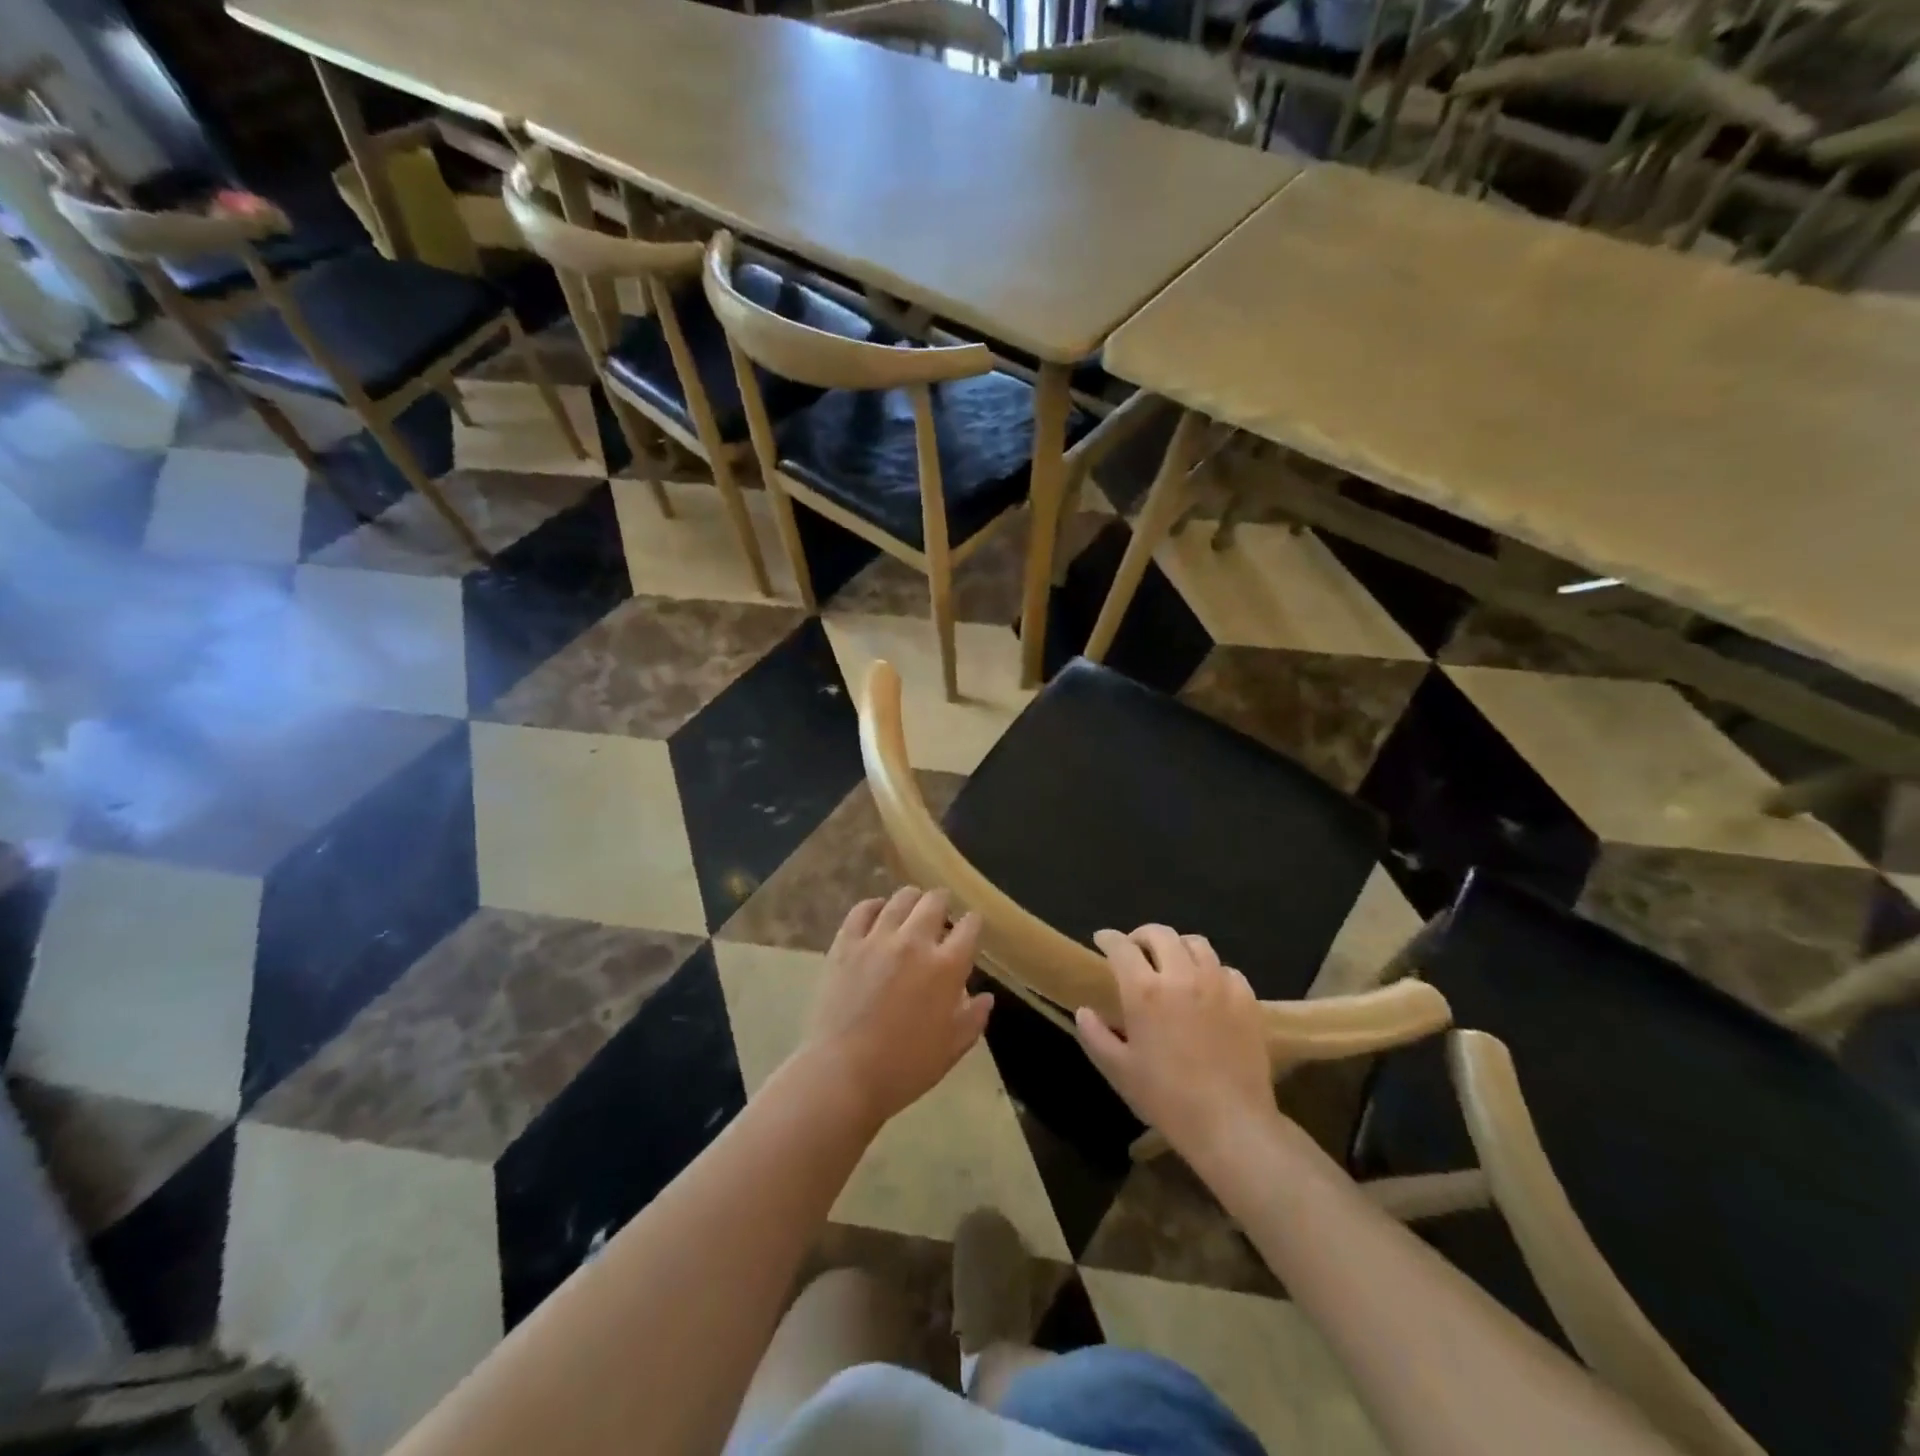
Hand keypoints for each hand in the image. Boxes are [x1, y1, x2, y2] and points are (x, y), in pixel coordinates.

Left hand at [801, 888, 992, 1131]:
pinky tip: (878, 913)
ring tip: (912, 908)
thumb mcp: (951, 1049)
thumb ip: (973, 1018)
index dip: (973, 923)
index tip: (971, 927)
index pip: (969, 927)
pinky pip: (863, 909)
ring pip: (901, 899)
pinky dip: (874, 906)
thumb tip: (985, 996)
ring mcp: (877, 938)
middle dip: (943, 902)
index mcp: (947, 967)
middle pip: (935, 901)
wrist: (843, 1074)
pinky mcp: (846, 943)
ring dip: (912, 900)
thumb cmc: (904, 1068)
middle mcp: (915, 942)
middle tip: (941, 914)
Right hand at [1075, 925, 1278, 1165]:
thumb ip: (1095, 1035)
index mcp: (1144, 991)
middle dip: (1142, 935)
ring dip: (1177, 947)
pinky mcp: (1246, 998)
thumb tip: (1084, 1011)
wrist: (1231, 1124)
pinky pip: (1225, 968)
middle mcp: (1181, 975)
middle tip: (1135, 949)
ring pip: (1196, 944)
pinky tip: (1206, 988)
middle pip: (1160, 934)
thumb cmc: (1167, 1098)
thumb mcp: (1118, 1070)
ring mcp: (1218, 984)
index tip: (1102, 939)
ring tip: (1172, 963)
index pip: (1121, 947)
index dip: (1108, 938)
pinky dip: (1210, 970)